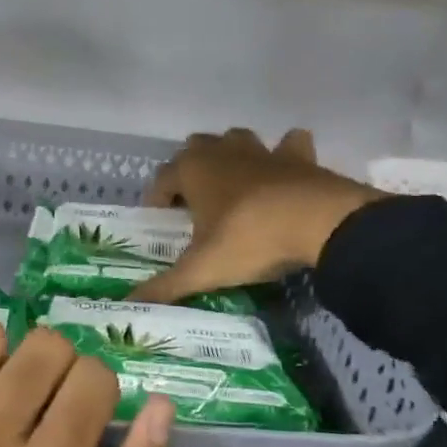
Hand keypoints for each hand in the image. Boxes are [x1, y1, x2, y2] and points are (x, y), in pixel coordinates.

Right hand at [132, 128, 381, 304]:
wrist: (319, 223)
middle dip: (190, 171)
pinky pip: (289, 145)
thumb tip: (128, 306)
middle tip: (195, 205)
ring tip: (234, 186)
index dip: (156, 199)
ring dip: (231, 156)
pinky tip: (285, 173)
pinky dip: (285, 154)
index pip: (161, 178)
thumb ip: (165, 287)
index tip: (160, 222)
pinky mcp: (298, 157)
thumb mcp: (202, 270)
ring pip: (236, 139)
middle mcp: (222, 151)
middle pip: (195, 148)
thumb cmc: (249, 239)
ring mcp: (262, 150)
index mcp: (192, 170)